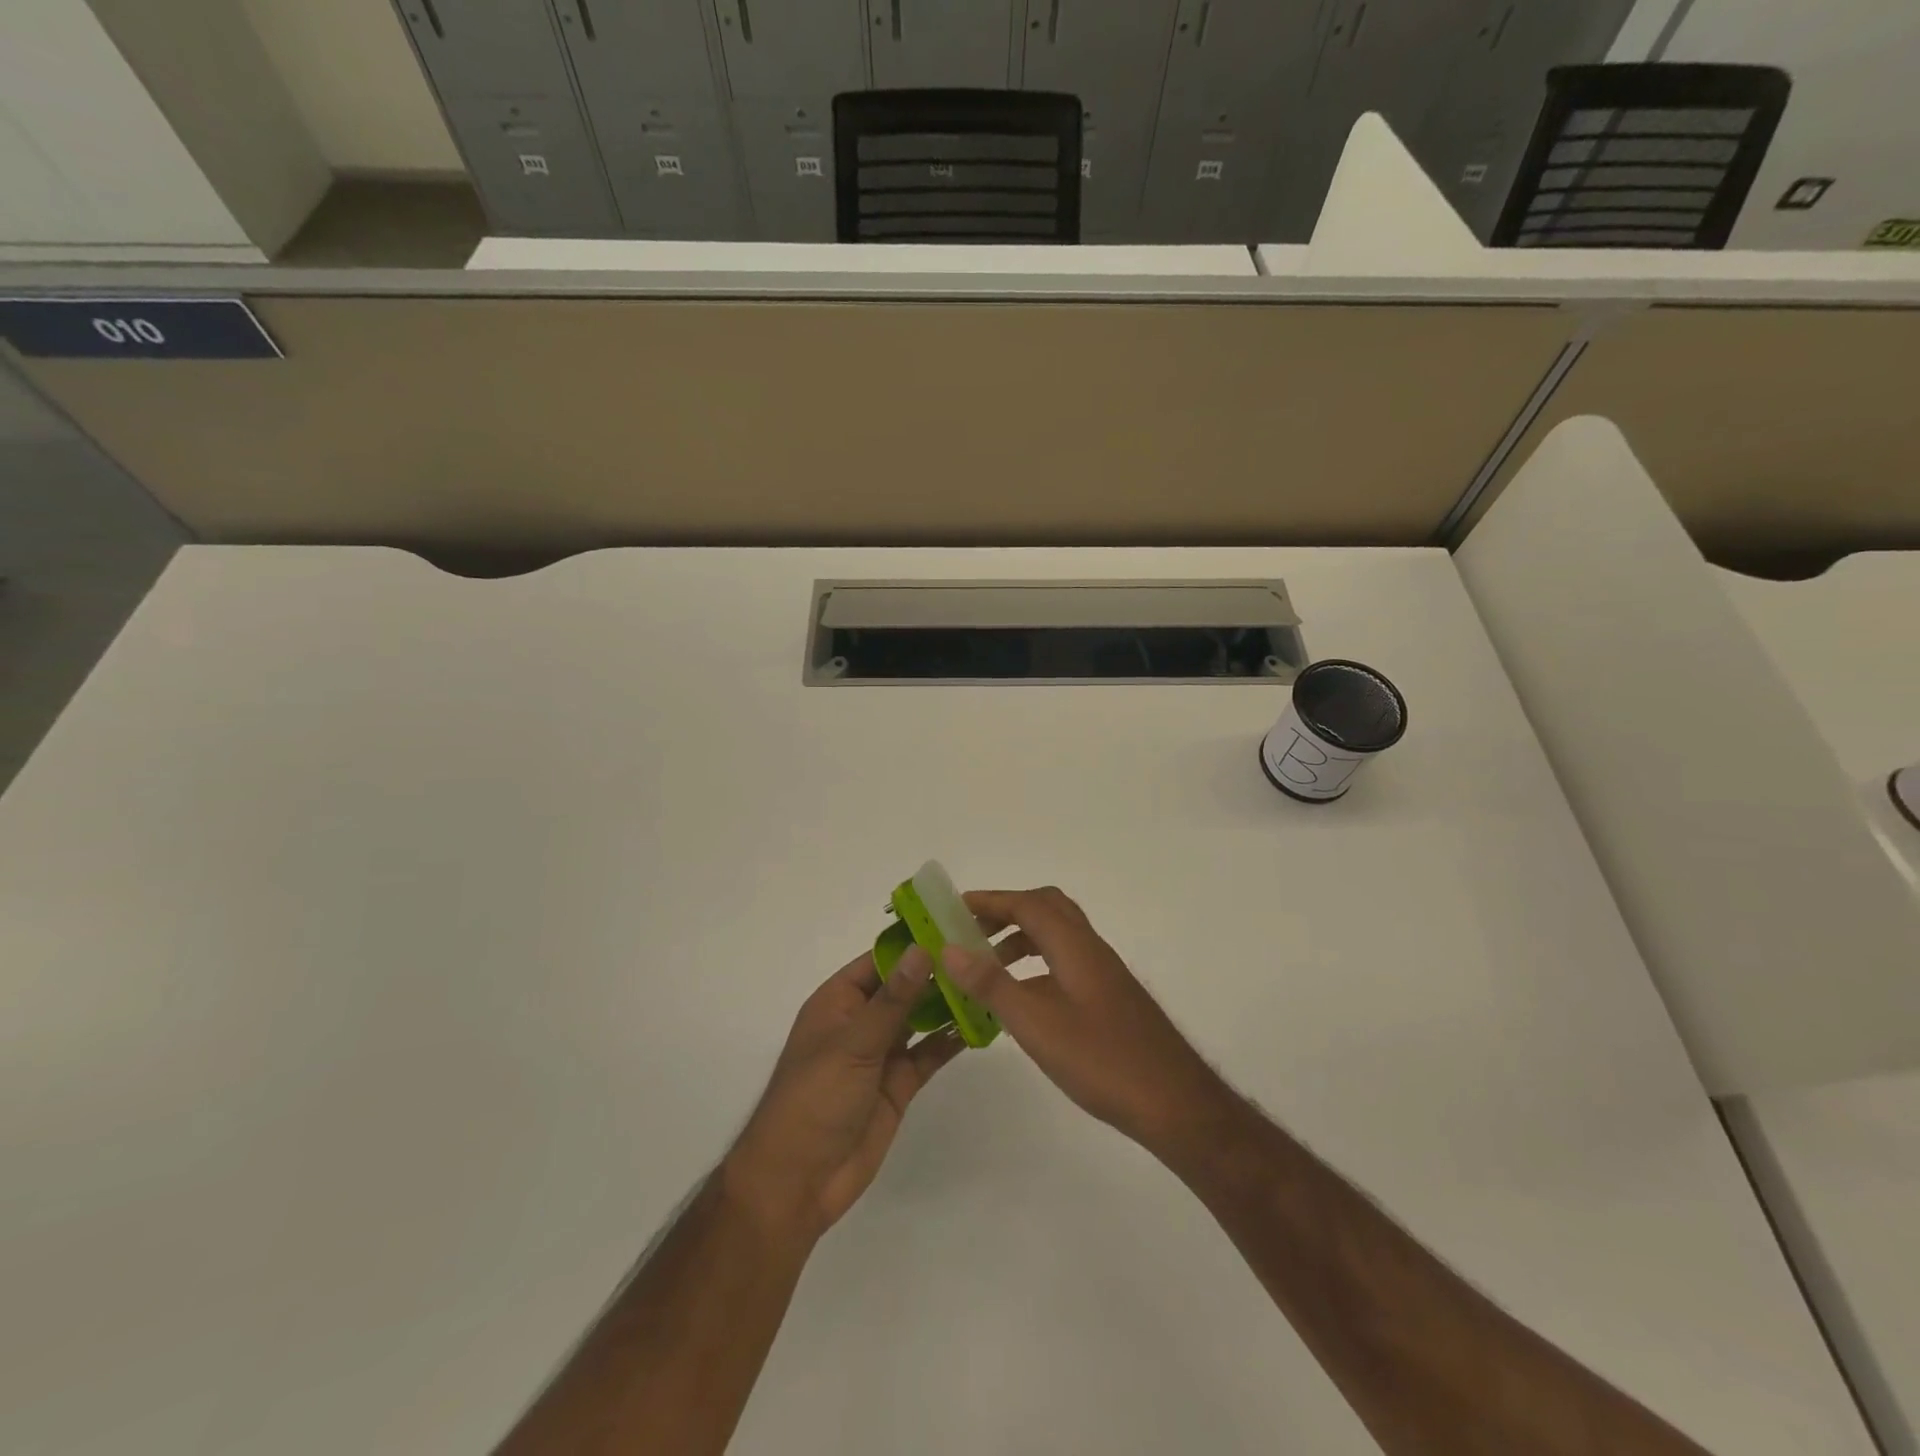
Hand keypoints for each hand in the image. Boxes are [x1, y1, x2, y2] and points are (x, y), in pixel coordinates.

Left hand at [725, 946, 962, 1244]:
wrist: (799, 1181)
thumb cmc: (815, 1098)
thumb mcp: (854, 1043)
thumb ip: (893, 999)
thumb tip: (922, 948)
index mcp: (838, 1002)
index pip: (879, 960)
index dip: (913, 943)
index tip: (954, 924)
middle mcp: (861, 1021)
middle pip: (904, 987)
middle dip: (938, 971)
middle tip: (984, 950)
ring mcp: (882, 1052)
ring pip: (921, 1017)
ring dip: (949, 1002)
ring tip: (990, 979)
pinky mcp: (899, 1083)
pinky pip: (930, 1052)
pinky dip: (953, 1038)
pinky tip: (983, 1022)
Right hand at [942, 887, 1231, 1154]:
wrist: (1174, 1103)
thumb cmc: (1102, 1060)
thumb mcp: (1036, 1024)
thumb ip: (992, 984)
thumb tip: (949, 948)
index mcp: (1075, 946)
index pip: (1028, 904)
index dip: (990, 900)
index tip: (953, 907)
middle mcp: (1091, 949)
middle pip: (1047, 909)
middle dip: (1006, 912)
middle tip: (970, 930)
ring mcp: (1104, 974)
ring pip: (1057, 936)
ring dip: (1021, 939)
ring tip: (986, 965)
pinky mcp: (1109, 998)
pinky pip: (1065, 962)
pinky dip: (1037, 965)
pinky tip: (1023, 999)